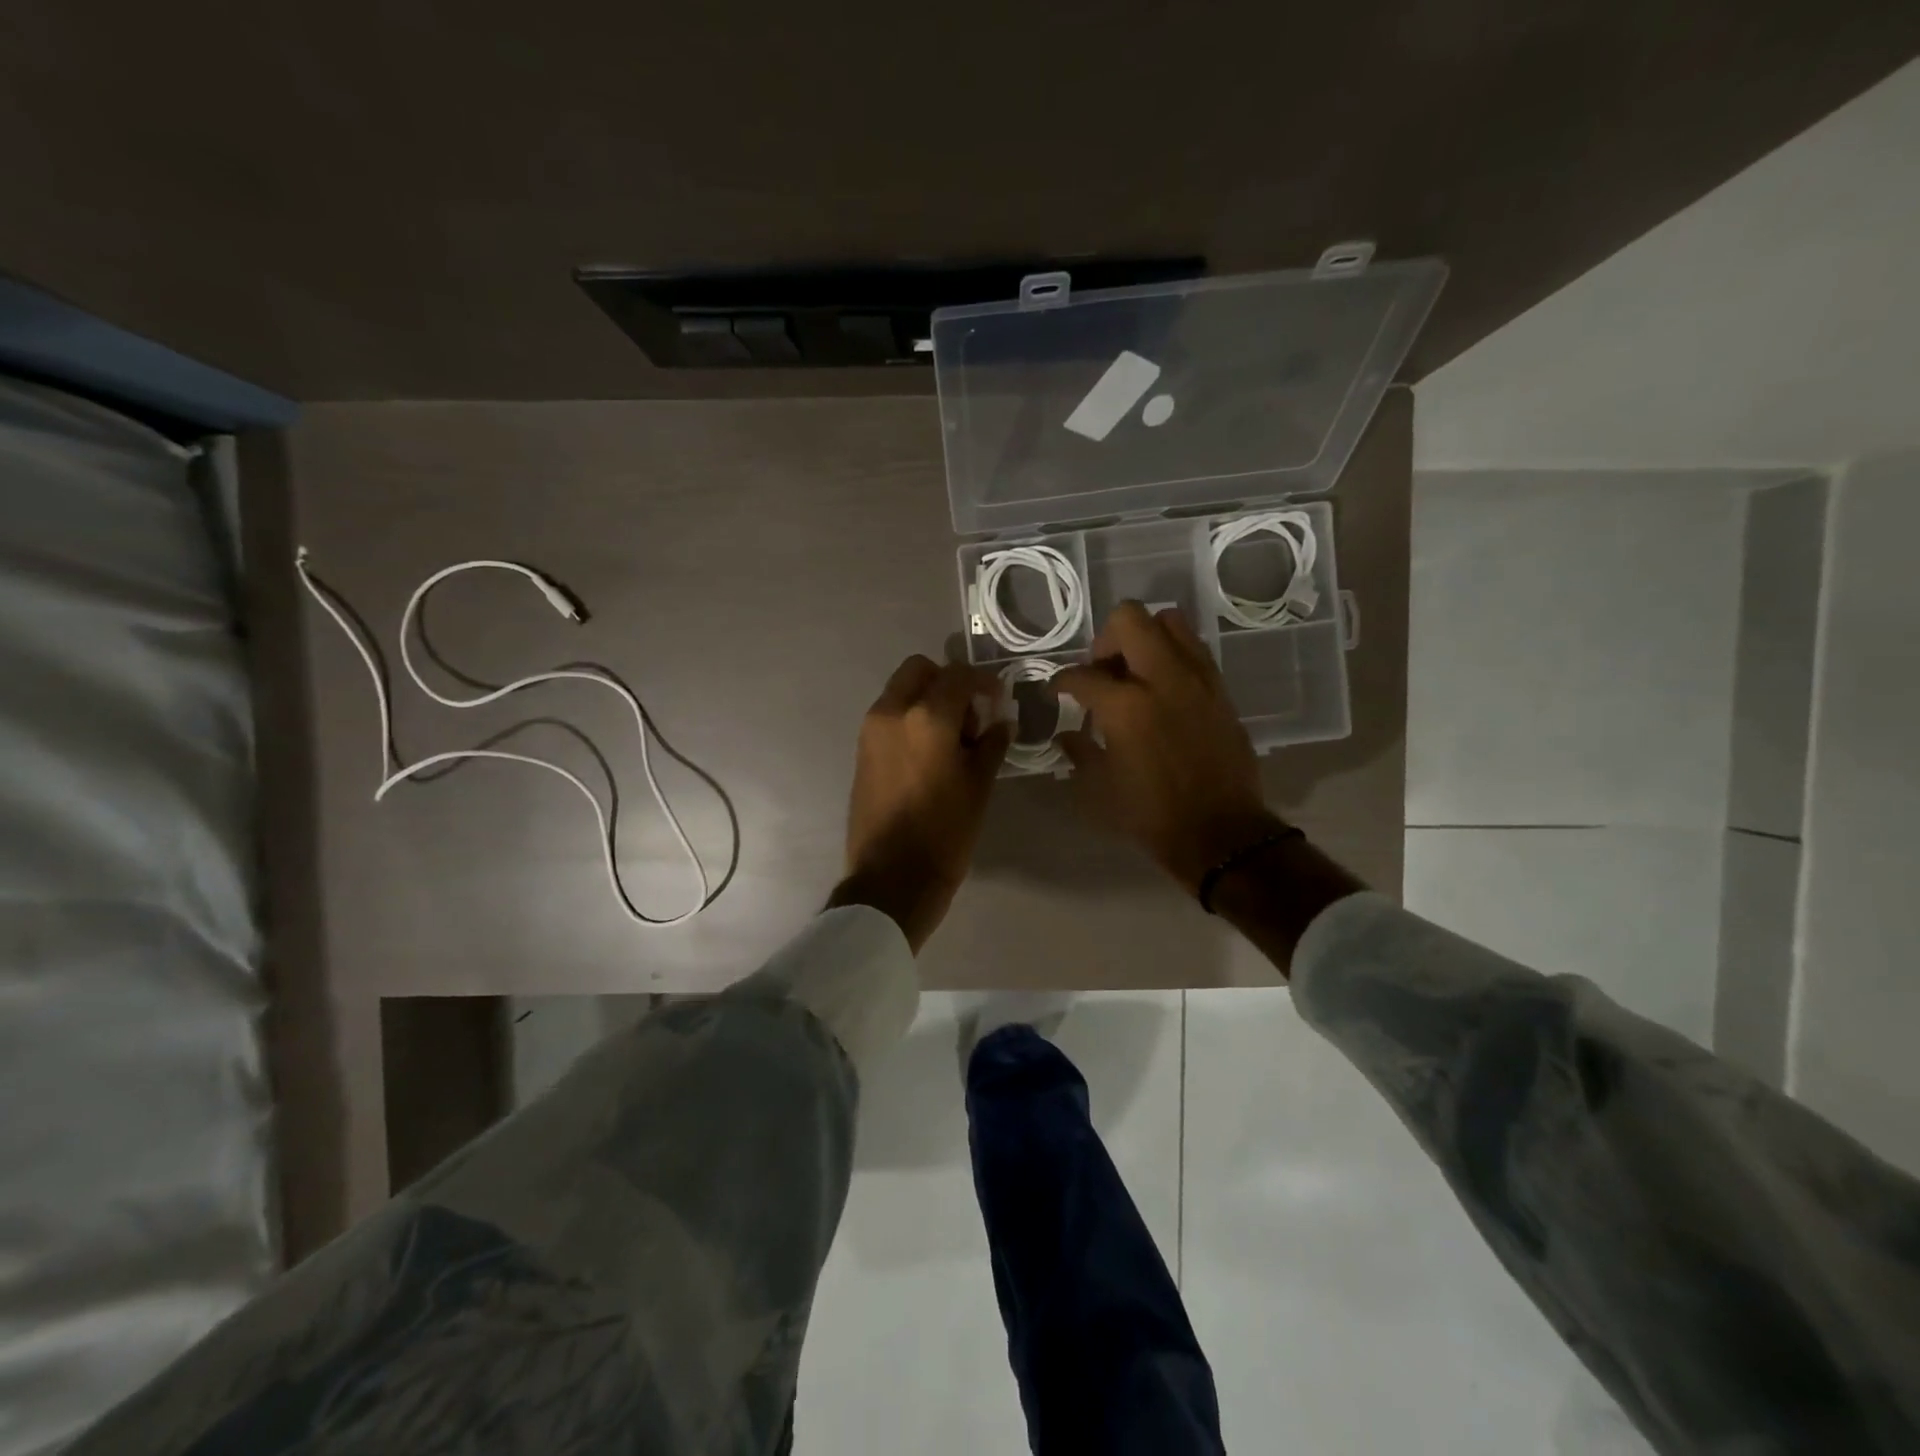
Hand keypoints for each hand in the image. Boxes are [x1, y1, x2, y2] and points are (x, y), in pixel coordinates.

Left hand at [831, 655, 1010, 951]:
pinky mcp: (861, 750)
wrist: (891, 878)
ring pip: (900, 691)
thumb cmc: (944, 832)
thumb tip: (1001, 722)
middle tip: (970, 713)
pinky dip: (909, 717)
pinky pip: (888, 715)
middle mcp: (892, 712)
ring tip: (951, 738)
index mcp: (927, 717)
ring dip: (926, 698)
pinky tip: (929, 752)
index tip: (998, 700)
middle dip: (947, 681)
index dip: (984, 682)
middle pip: (919, 670)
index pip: (959, 675)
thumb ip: (992, 744)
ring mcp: (871, 730)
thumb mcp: (979, 787)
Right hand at [1053, 603, 1284, 894]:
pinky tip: (1164, 687)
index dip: (1061, 681)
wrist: (1221, 833)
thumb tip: (1067, 734)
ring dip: (1144, 637)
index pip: (1082, 674)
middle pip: (1129, 620)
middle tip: (1101, 671)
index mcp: (1125, 705)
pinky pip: (1194, 649)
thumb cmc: (1152, 815)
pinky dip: (1173, 655)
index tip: (1056, 691)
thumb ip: (1079, 751)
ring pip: (1169, 621)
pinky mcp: (1220, 689)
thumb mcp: (1100, 789)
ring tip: (1135, 671)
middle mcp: (1162, 678)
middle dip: (1105, 639)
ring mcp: (1196, 679)